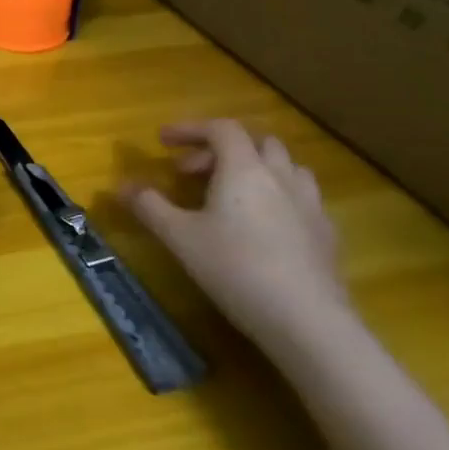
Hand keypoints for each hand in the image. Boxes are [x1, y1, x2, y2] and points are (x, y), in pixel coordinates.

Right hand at [123, 120, 347, 354]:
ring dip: (255, 169)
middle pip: (256, 142)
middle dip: (221, 149)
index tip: (163, 141)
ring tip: (231, 194)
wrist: (307, 320)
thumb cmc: (235, 268)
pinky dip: (277, 196)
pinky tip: (263, 227)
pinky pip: (301, 198)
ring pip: (285, 167)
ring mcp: (310, 205)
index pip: (221, 128)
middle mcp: (280, 177)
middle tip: (192, 173)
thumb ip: (149, 206)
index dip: (190, 128)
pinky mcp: (326, 234)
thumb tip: (121, 186)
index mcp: (244, 169)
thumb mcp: (179, 237)